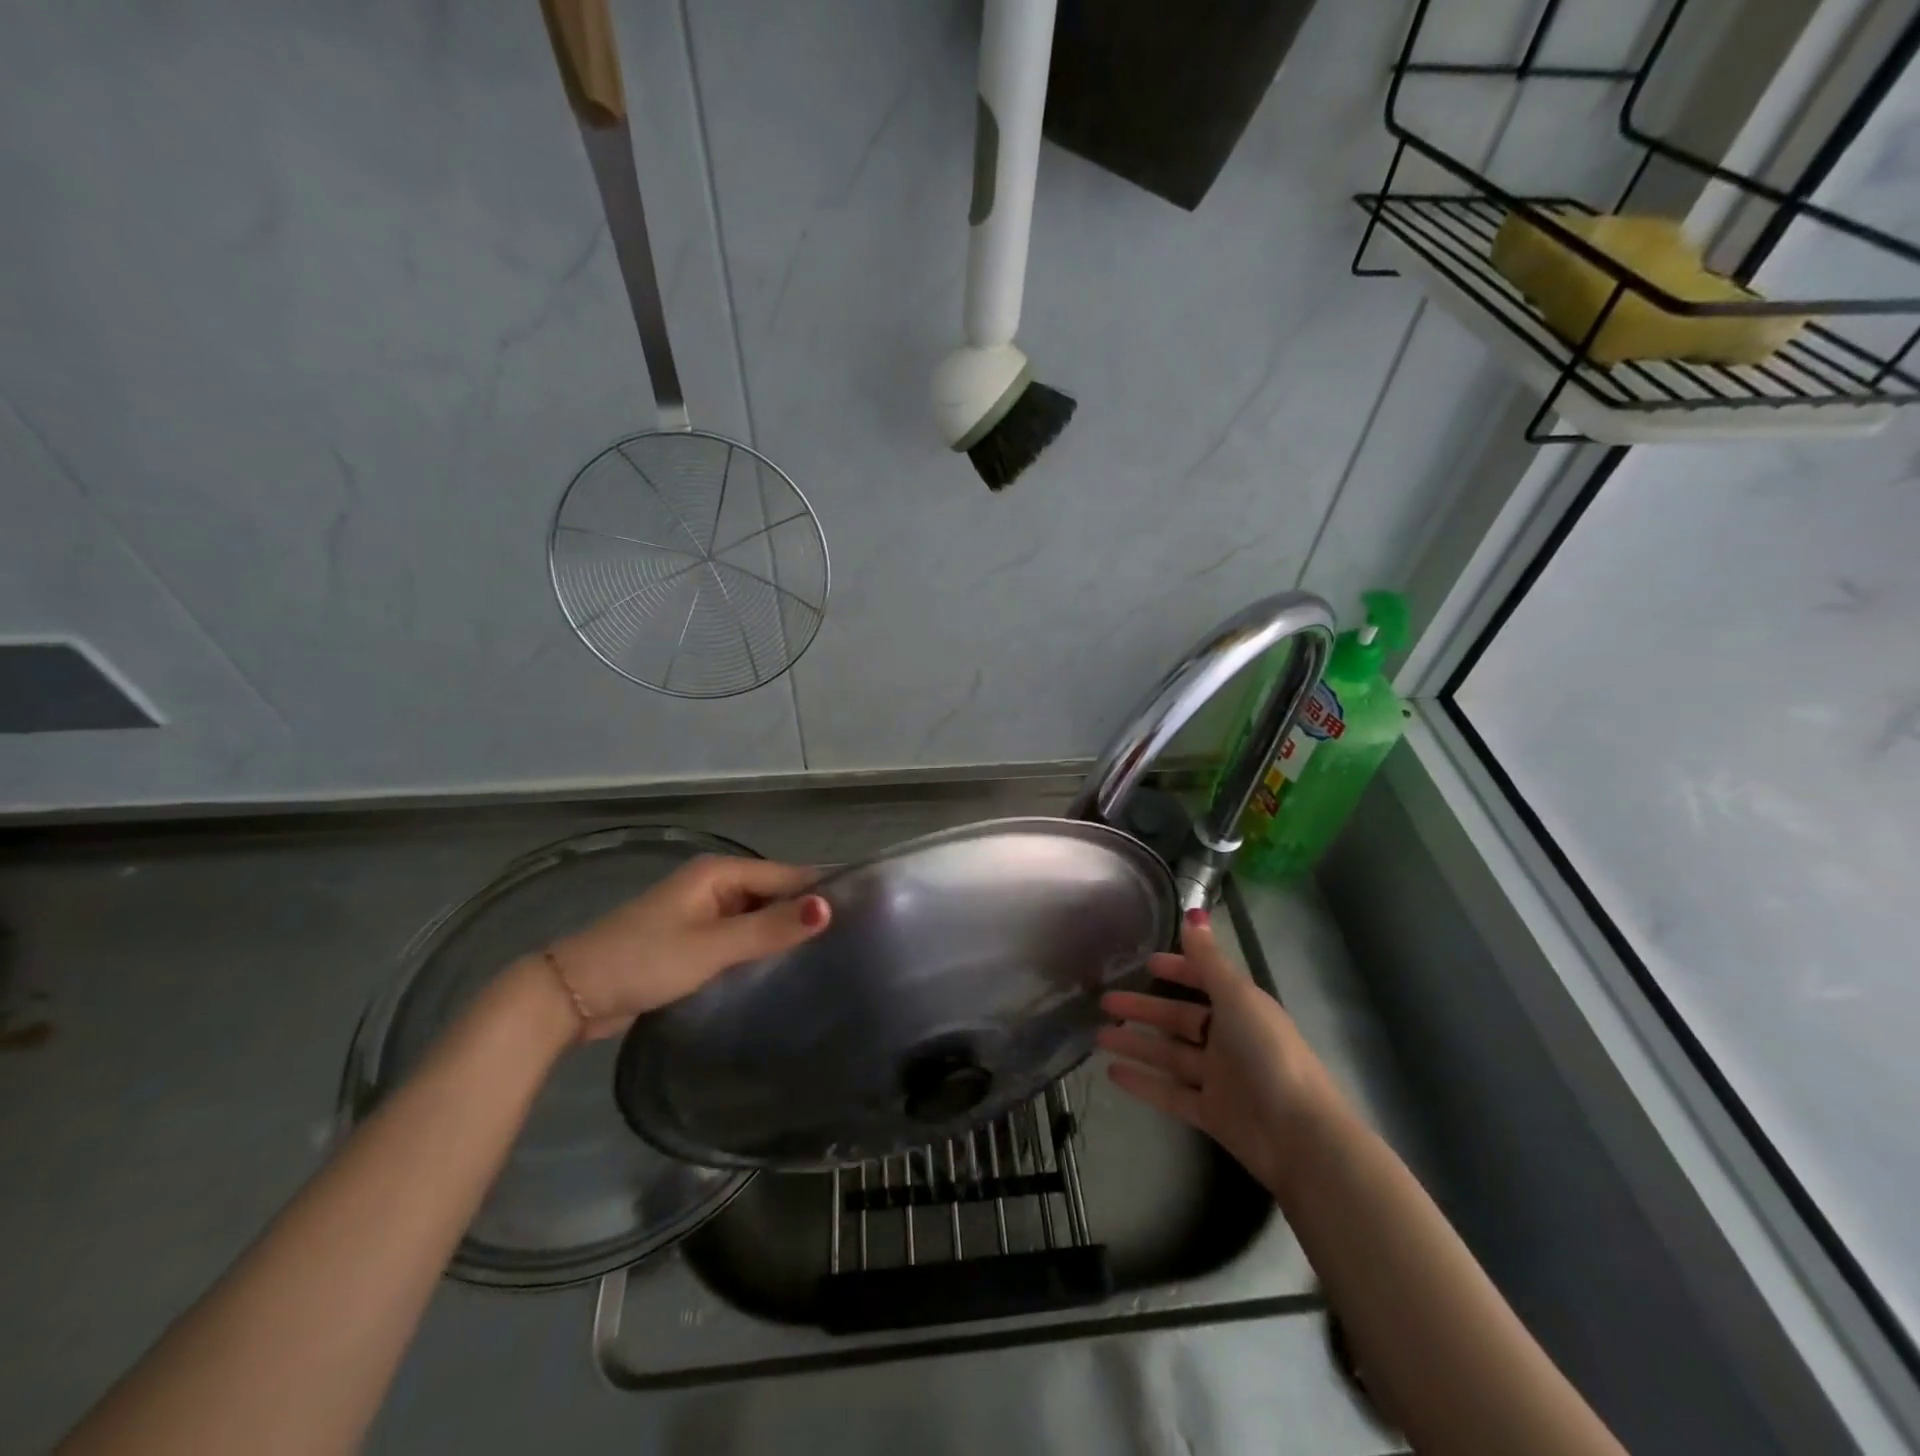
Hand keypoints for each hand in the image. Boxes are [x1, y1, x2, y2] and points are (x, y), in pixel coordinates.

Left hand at [541, 856, 829, 1040]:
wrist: (570, 995)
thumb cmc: (644, 960)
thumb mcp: (712, 946)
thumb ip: (770, 929)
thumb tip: (829, 907)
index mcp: (719, 873)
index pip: (786, 875)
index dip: (822, 889)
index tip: (867, 908)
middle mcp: (714, 885)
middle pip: (773, 893)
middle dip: (806, 912)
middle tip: (856, 938)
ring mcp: (702, 914)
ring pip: (757, 917)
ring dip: (783, 932)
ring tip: (832, 954)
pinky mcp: (693, 941)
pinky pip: (740, 937)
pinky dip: (760, 948)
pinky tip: (785, 969)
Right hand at [1097, 908, 1329, 1196]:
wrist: (1297, 1135)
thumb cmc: (1267, 1053)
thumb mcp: (1236, 996)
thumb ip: (1208, 959)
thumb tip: (1194, 913)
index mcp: (1241, 1008)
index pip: (1205, 982)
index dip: (1178, 970)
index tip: (1146, 963)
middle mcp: (1229, 1040)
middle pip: (1180, 1019)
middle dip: (1144, 1008)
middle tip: (1106, 1001)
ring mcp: (1219, 1079)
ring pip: (1169, 1055)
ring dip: (1136, 1044)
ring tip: (1099, 1035)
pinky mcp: (1210, 1114)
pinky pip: (1169, 1093)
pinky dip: (1142, 1083)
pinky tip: (1112, 1073)